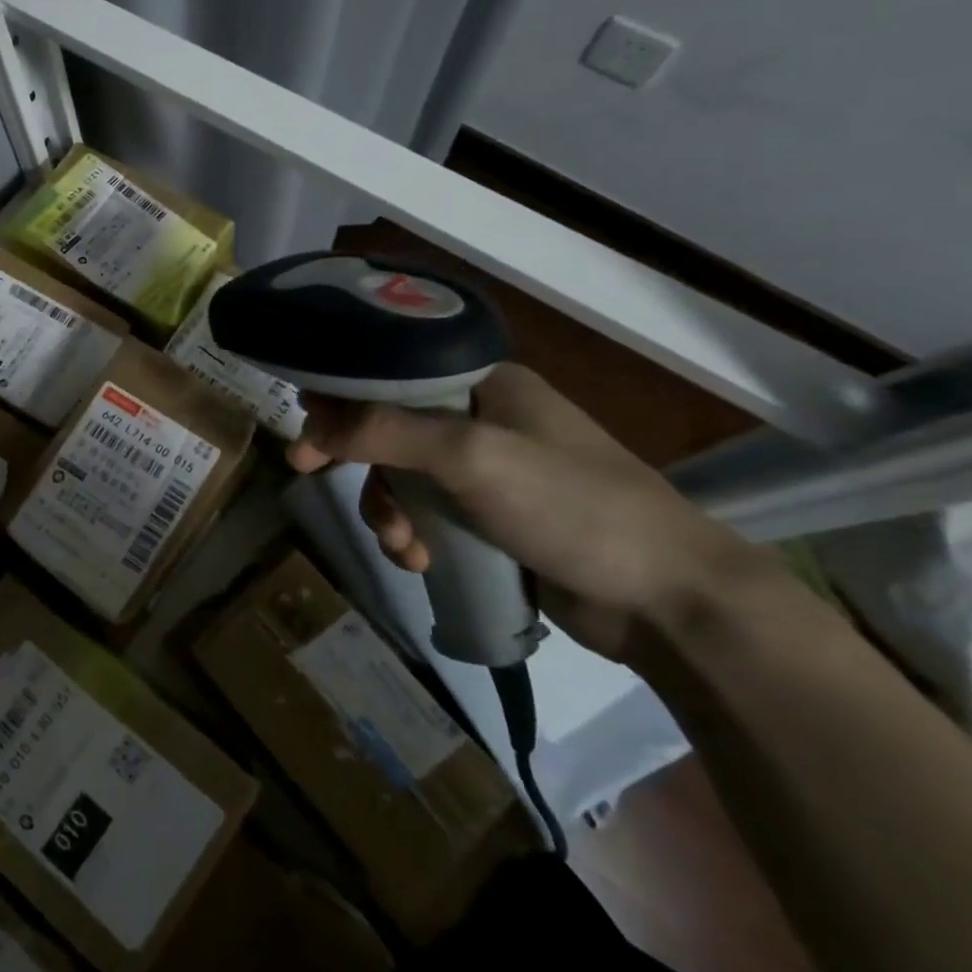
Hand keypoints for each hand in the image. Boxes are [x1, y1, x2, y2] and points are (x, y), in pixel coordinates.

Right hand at [286, 364, 768, 661]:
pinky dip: (411, 536)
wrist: (669, 601)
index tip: (302, 418)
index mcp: (485, 383)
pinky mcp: (490, 519)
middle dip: (352, 454)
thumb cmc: (573, 506)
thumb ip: (386, 433)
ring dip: (386, 508)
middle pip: (389, 424)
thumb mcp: (472, 458)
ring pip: (402, 475)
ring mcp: (488, 471)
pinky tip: (419, 563)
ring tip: (398, 545)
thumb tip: (311, 422)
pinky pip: (426, 514)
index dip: (342, 391)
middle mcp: (482, 418)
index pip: (392, 370)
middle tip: (304, 471)